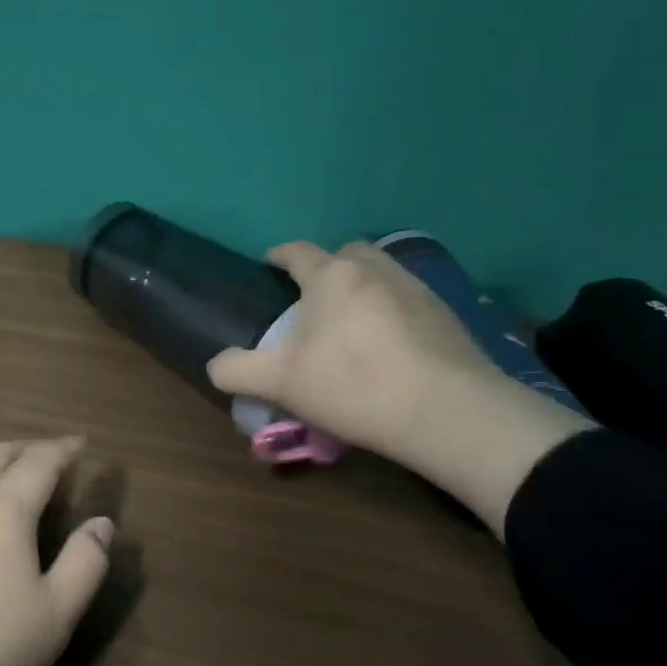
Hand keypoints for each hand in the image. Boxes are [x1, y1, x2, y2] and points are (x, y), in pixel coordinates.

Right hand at [206, 242, 592, 535]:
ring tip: (351, 321)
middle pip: (346, 253)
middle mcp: (376, 270)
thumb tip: (217, 364)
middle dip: (327, 267)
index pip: (298, 252)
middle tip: (313, 300)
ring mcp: (418, 289)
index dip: (279, 256)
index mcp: (331, 278)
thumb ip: (237, 370)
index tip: (269, 265)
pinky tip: (389, 343)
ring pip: (382, 272)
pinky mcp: (449, 315)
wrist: (449, 413)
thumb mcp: (279, 384)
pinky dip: (392, 308)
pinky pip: (408, 297)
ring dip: (362, 286)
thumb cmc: (353, 386)